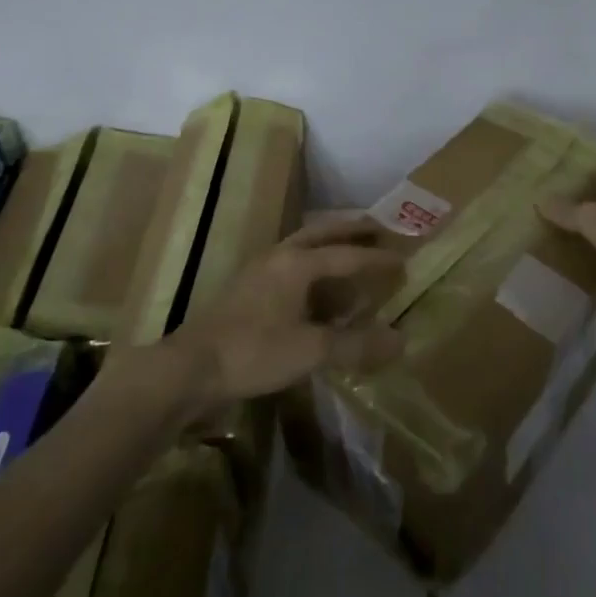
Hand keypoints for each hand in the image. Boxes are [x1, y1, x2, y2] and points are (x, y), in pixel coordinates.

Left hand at [166, 214, 405, 407]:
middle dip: (351, 230)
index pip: (348, 254)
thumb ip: (355, 344)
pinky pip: (289, 266)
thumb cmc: (253, 352)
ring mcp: (259, 271)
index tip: (404, 259)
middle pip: (321, 233)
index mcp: (297, 263)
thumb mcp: (310, 351)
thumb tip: (400, 340)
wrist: (190, 368)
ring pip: (302, 247)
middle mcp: (279, 256)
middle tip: (378, 228)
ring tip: (351, 253)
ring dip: (329, 246)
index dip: (378, 259)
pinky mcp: (246, 289)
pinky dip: (311, 268)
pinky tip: (316, 289)